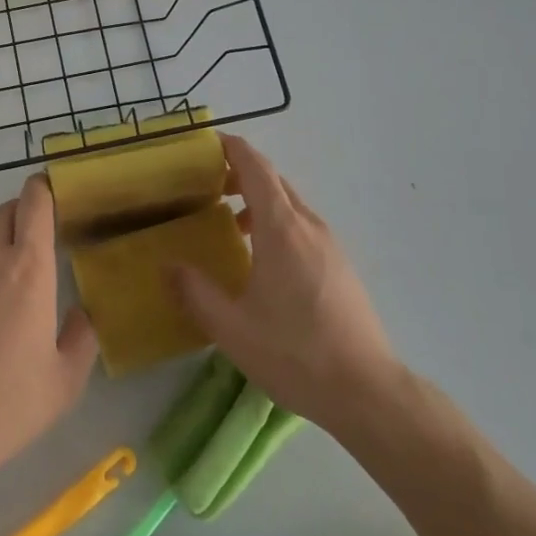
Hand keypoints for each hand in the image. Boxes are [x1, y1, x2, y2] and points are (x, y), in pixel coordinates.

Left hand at [0, 174, 99, 489]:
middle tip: (36, 233)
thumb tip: (82, 312)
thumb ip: (82, 338)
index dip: (43, 189)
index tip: (52, 190)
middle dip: (23, 212)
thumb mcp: (65, 381)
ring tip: (4, 256)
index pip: (35, 204)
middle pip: (6, 211)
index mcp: (30, 269)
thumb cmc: (8, 404)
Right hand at [166, 134, 401, 434]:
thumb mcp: (232, 328)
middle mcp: (309, 225)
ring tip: (229, 224)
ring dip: (259, 201)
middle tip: (206, 184)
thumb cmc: (295, 353)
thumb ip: (195, 293)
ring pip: (290, 205)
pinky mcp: (341, 265)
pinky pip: (303, 227)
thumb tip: (167, 266)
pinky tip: (262, 260)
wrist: (367, 391)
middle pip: (274, 181)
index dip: (231, 148)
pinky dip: (277, 223)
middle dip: (240, 173)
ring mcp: (330, 245)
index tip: (205, 143)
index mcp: (282, 228)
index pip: (256, 167)